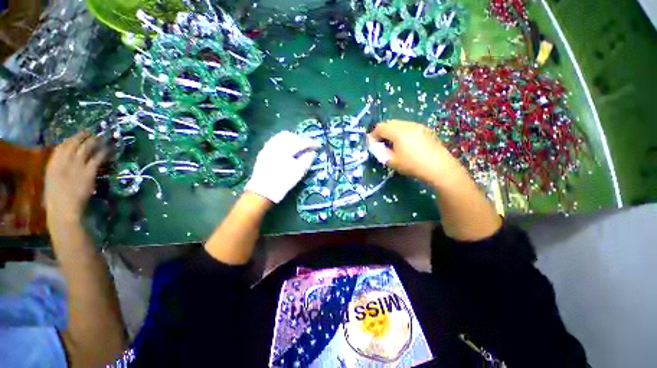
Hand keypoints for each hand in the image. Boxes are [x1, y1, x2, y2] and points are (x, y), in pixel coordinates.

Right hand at [45, 131, 106, 222]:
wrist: (63, 209)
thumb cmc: (56, 199)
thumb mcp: (52, 180)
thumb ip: (58, 169)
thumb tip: (66, 161)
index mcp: (52, 164)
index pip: (62, 146)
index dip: (72, 138)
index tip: (79, 135)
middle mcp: (63, 161)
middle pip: (75, 143)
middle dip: (85, 136)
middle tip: (93, 132)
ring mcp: (76, 166)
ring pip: (87, 148)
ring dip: (96, 141)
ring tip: (103, 138)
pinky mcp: (88, 172)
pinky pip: (98, 158)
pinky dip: (105, 152)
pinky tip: (110, 149)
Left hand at [244, 131, 318, 203]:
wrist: (263, 192)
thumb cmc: (283, 181)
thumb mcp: (299, 171)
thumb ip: (307, 159)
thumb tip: (312, 152)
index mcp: (284, 148)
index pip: (300, 142)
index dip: (310, 143)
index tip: (317, 146)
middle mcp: (274, 144)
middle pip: (288, 136)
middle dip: (299, 139)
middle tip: (306, 145)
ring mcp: (267, 149)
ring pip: (280, 138)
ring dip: (290, 140)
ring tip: (297, 148)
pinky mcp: (263, 154)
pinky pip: (274, 143)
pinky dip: (283, 144)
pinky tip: (287, 152)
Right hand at [369, 120, 458, 183]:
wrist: (439, 167)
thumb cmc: (412, 164)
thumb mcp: (391, 160)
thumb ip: (380, 151)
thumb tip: (374, 144)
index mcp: (397, 131)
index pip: (380, 127)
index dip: (373, 135)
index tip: (372, 145)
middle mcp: (407, 124)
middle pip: (389, 123)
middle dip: (382, 132)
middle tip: (381, 145)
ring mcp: (417, 126)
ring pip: (399, 124)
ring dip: (392, 132)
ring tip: (393, 145)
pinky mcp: (425, 130)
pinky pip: (408, 127)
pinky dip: (402, 132)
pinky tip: (406, 144)